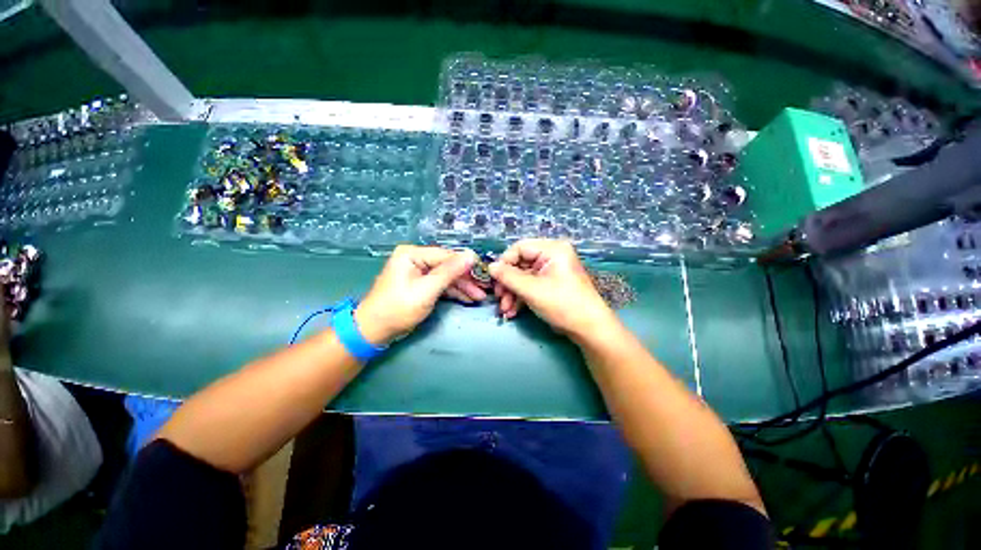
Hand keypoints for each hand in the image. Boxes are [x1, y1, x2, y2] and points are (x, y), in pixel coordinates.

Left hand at [355, 246, 479, 345]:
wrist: (374, 331)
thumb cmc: (398, 308)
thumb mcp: (427, 290)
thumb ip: (450, 272)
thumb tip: (471, 255)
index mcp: (413, 254)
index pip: (446, 255)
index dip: (466, 264)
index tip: (485, 273)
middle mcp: (416, 258)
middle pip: (447, 266)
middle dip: (466, 278)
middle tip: (484, 289)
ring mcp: (418, 271)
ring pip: (446, 276)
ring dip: (462, 286)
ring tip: (479, 297)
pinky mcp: (420, 284)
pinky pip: (440, 284)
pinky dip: (453, 291)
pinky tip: (467, 298)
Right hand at [488, 239, 618, 338]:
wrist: (589, 329)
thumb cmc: (562, 304)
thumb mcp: (532, 289)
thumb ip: (508, 277)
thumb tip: (490, 267)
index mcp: (552, 249)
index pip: (520, 248)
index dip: (504, 262)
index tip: (494, 279)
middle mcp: (552, 256)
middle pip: (520, 264)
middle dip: (507, 283)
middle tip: (499, 298)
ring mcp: (551, 271)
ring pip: (523, 277)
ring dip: (512, 293)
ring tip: (505, 310)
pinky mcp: (550, 285)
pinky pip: (530, 286)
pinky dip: (520, 297)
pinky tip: (513, 311)